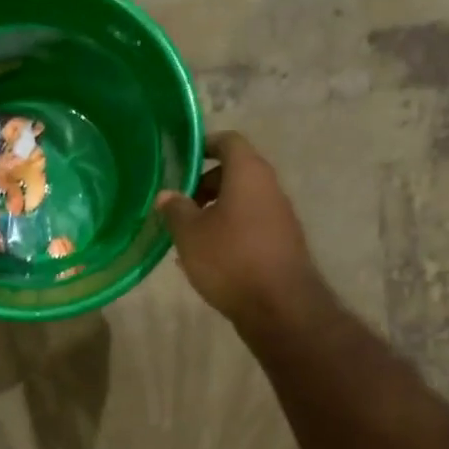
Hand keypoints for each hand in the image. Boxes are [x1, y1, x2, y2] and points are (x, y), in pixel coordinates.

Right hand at [156, 132, 323, 327]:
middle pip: (234, 172)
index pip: (228, 141)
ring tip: (188, 234)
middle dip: (204, 185)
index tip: (181, 159)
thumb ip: (175, 209)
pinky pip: (250, 224)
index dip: (204, 145)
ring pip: (242, 201)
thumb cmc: (230, 259)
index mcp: (248, 173)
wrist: (280, 306)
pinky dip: (228, 230)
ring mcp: (279, 216)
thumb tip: (167, 195)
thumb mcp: (190, 234)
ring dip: (215, 211)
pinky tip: (207, 257)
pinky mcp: (281, 242)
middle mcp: (269, 187)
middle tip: (179, 205)